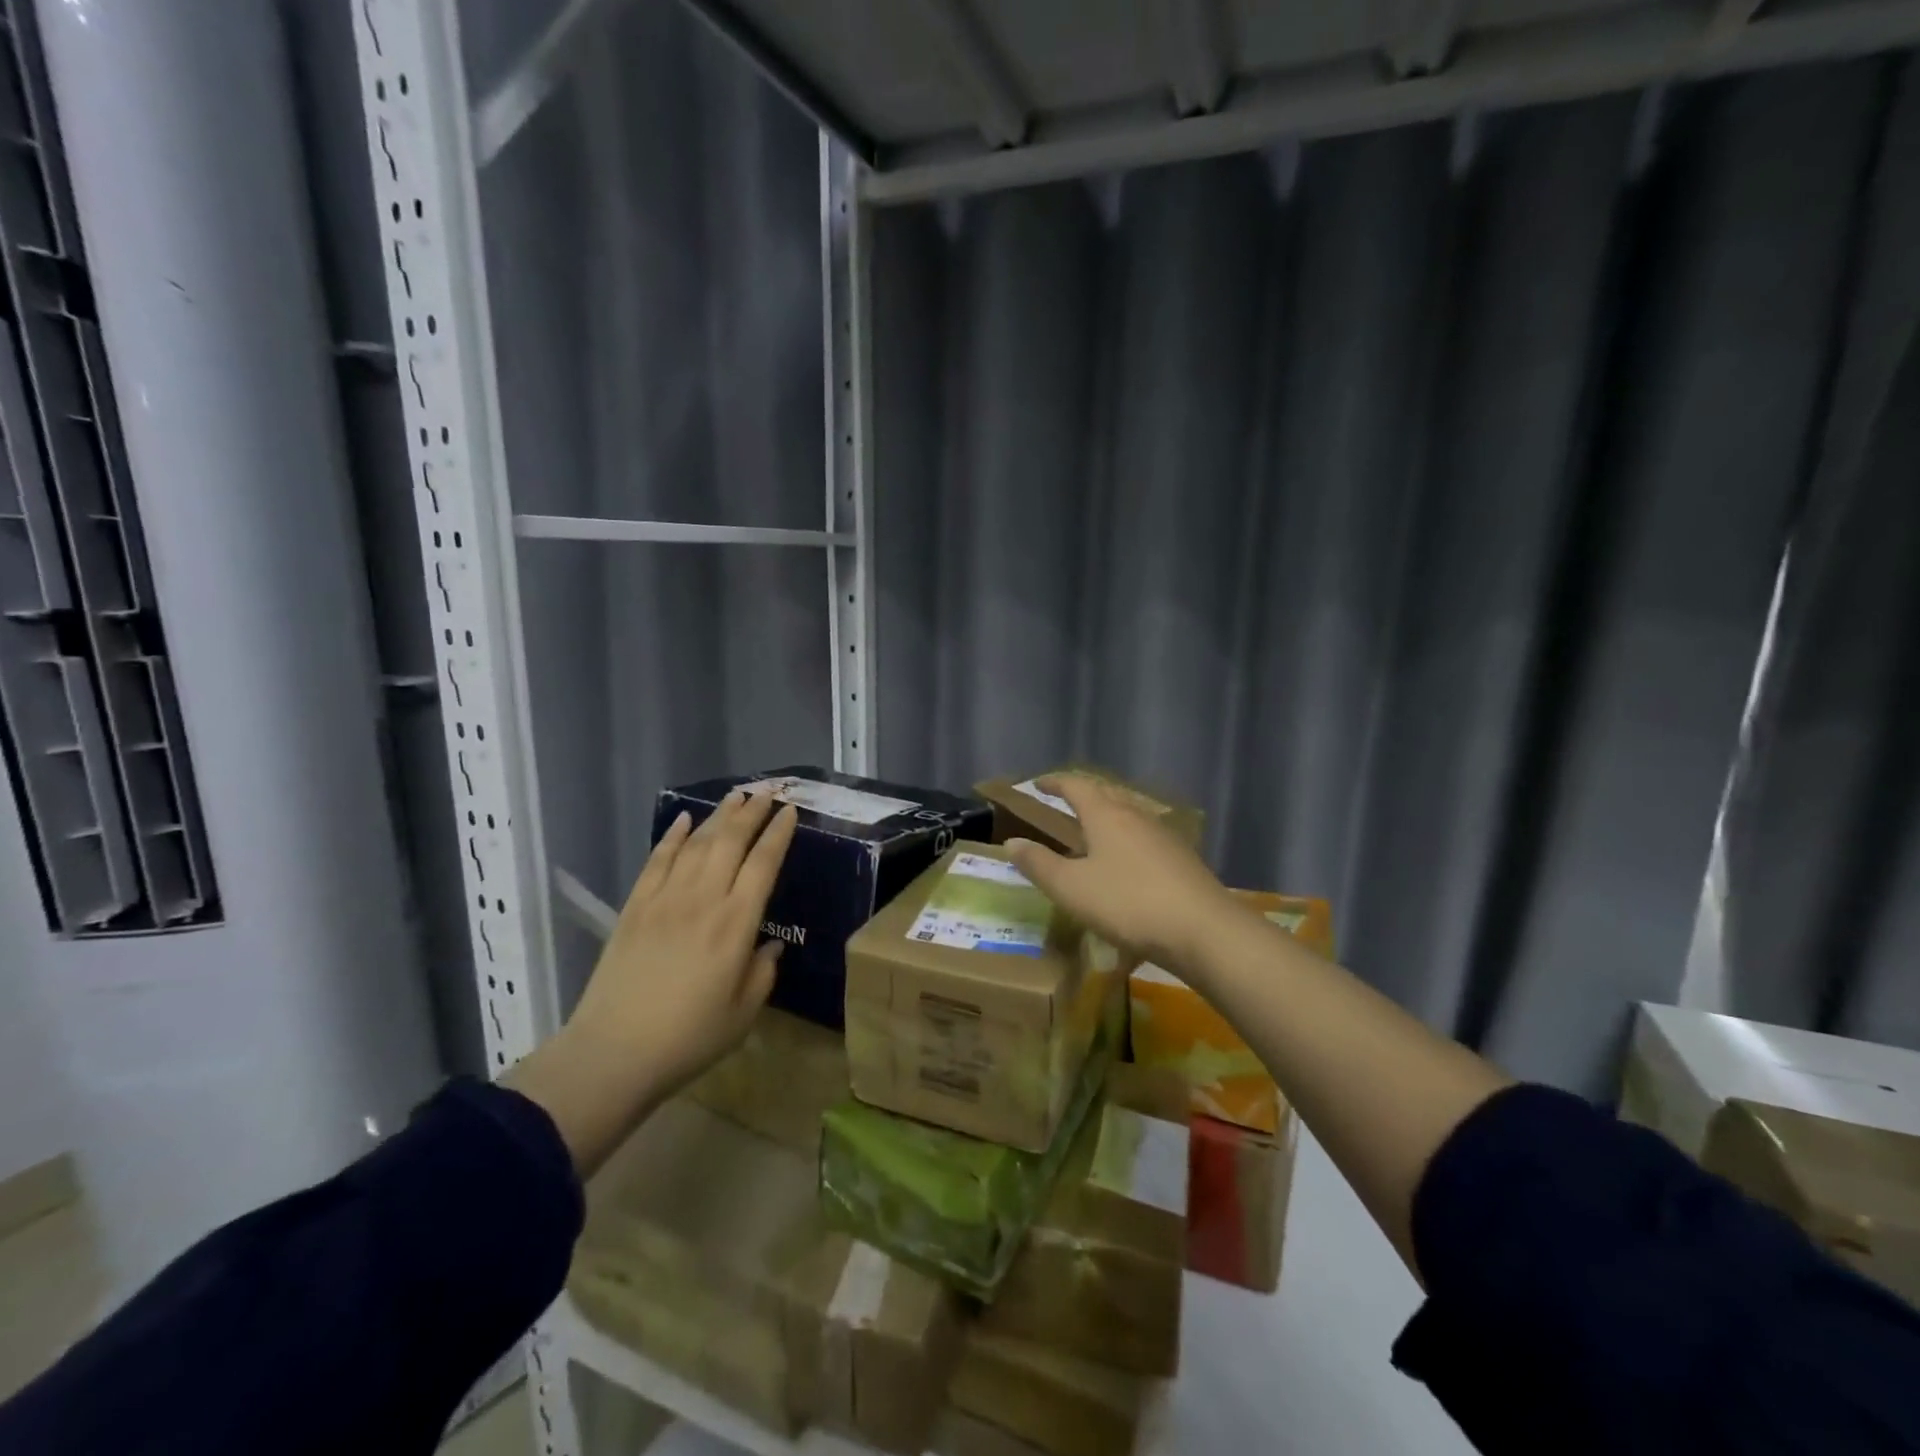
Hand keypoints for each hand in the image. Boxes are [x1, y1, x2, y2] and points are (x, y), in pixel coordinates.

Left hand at [567, 789, 797, 1096]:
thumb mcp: (743, 1013)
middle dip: (751, 813)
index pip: (763, 864)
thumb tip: (770, 944)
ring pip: (696, 844)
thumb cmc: (688, 1038)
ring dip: (718, 816)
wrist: (613, 1052)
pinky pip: (656, 860)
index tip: (790, 812)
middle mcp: (703, 900)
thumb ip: (763, 971)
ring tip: (735, 797)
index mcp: (736, 924)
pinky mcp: (635, 907)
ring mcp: (665, 899)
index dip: (778, 834)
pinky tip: (683, 820)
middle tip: (767, 792)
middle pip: (730, 842)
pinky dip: (672, 836)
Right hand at [1004, 774, 1237, 970]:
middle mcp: (1135, 816)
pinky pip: (1144, 836)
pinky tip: (1126, 860)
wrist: (1203, 930)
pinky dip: (1125, 837)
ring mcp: (1163, 836)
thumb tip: (1012, 843)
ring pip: (1128, 814)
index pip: (1076, 785)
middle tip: (1063, 799)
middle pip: (1105, 794)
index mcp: (1106, 815)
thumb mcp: (1071, 888)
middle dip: (1082, 793)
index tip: (1037, 784)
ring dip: (1106, 814)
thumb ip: (1039, 864)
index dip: (1054, 782)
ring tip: (1091, 828)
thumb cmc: (1128, 903)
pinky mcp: (1181, 859)